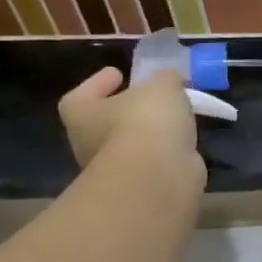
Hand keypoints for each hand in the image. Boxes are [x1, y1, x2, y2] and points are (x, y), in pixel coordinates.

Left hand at [58, 67, 204, 188]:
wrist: (157, 177)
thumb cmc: (146, 122)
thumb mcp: (162, 86)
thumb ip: (166, 78)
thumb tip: (170, 78)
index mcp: (81, 115)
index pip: (79, 96)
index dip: (97, 83)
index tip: (118, 73)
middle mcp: (89, 144)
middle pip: (105, 122)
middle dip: (126, 111)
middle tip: (151, 98)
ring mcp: (113, 171)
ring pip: (130, 146)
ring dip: (148, 135)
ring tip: (175, 121)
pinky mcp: (139, 187)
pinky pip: (151, 163)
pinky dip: (164, 154)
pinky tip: (182, 144)